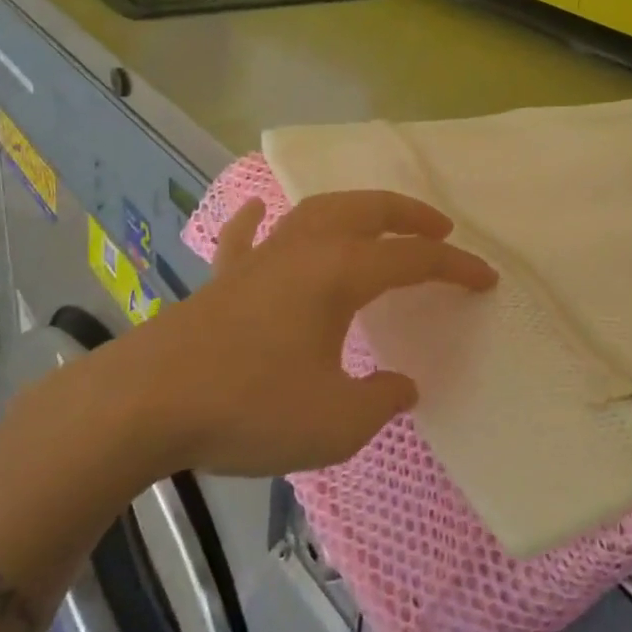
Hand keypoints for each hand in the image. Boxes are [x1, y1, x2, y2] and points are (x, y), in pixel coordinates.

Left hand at [126, 191, 495, 477]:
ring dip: (354, 208)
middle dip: (409, 214)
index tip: (487, 279)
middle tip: (439, 228)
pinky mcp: (222, 279)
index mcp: (339, 274)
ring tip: (376, 219)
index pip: (413, 259)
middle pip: (367, 210)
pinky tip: (262, 210)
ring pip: (314, 211)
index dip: (456, 266)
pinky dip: (259, 219)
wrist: (145, 405)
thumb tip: (401, 385)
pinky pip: (245, 236)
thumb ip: (380, 401)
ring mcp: (258, 259)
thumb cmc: (249, 408)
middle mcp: (303, 251)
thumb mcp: (335, 423)